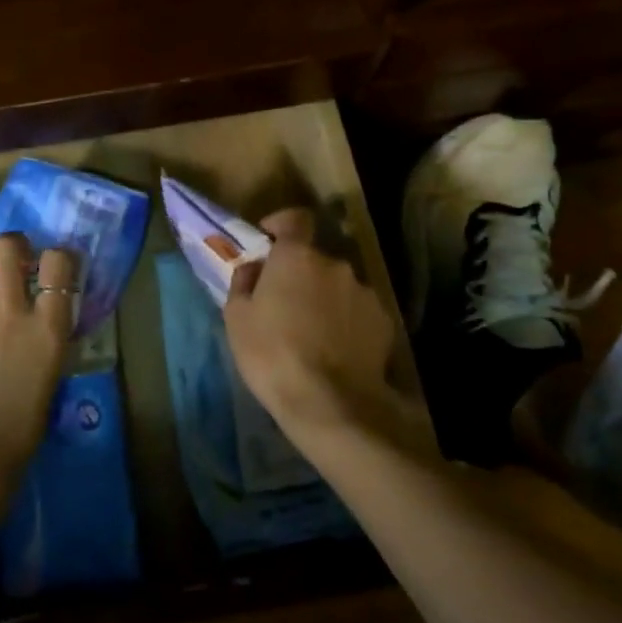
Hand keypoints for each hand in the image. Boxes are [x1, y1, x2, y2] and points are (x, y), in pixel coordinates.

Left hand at [0, 233, 75, 472]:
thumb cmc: (26, 421)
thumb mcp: (53, 370)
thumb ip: (48, 331)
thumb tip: (46, 309)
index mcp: (46, 325)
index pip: (58, 261)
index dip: (58, 257)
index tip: (55, 266)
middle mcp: (8, 312)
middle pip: (6, 247)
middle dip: (14, 247)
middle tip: (18, 263)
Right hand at [224, 208, 410, 455]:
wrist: (330, 403)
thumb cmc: (272, 355)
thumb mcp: (237, 318)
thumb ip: (244, 282)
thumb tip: (255, 268)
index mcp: (297, 257)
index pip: (295, 218)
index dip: (281, 223)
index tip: (269, 238)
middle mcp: (336, 265)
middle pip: (315, 258)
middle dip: (299, 273)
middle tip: (283, 303)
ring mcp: (364, 293)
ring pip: (337, 286)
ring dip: (324, 298)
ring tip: (311, 333)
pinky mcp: (384, 322)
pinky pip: (357, 311)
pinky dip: (346, 321)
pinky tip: (335, 350)